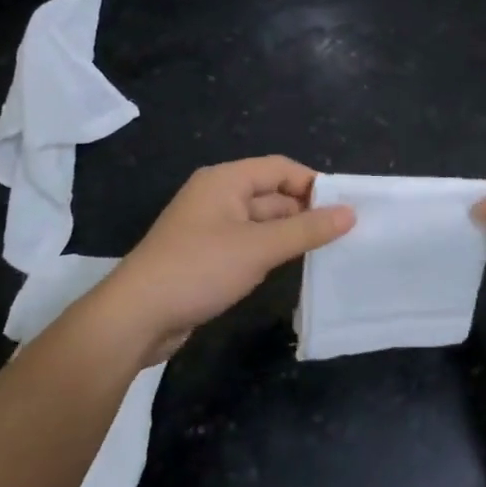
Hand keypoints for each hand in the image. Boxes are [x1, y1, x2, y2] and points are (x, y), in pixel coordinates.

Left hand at [100, 156, 354, 361]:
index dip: (313, 184)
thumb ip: (306, 229)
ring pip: (261, 222)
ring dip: (288, 234)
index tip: (344, 208)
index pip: (280, 168)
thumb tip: (350, 213)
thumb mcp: (259, 248)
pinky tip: (289, 268)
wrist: (135, 318)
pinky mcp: (205, 256)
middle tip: (343, 234)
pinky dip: (269, 251)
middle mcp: (217, 196)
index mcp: (225, 181)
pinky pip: (247, 244)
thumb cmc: (199, 269)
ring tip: (326, 251)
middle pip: (271, 193)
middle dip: (304, 211)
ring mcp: (209, 228)